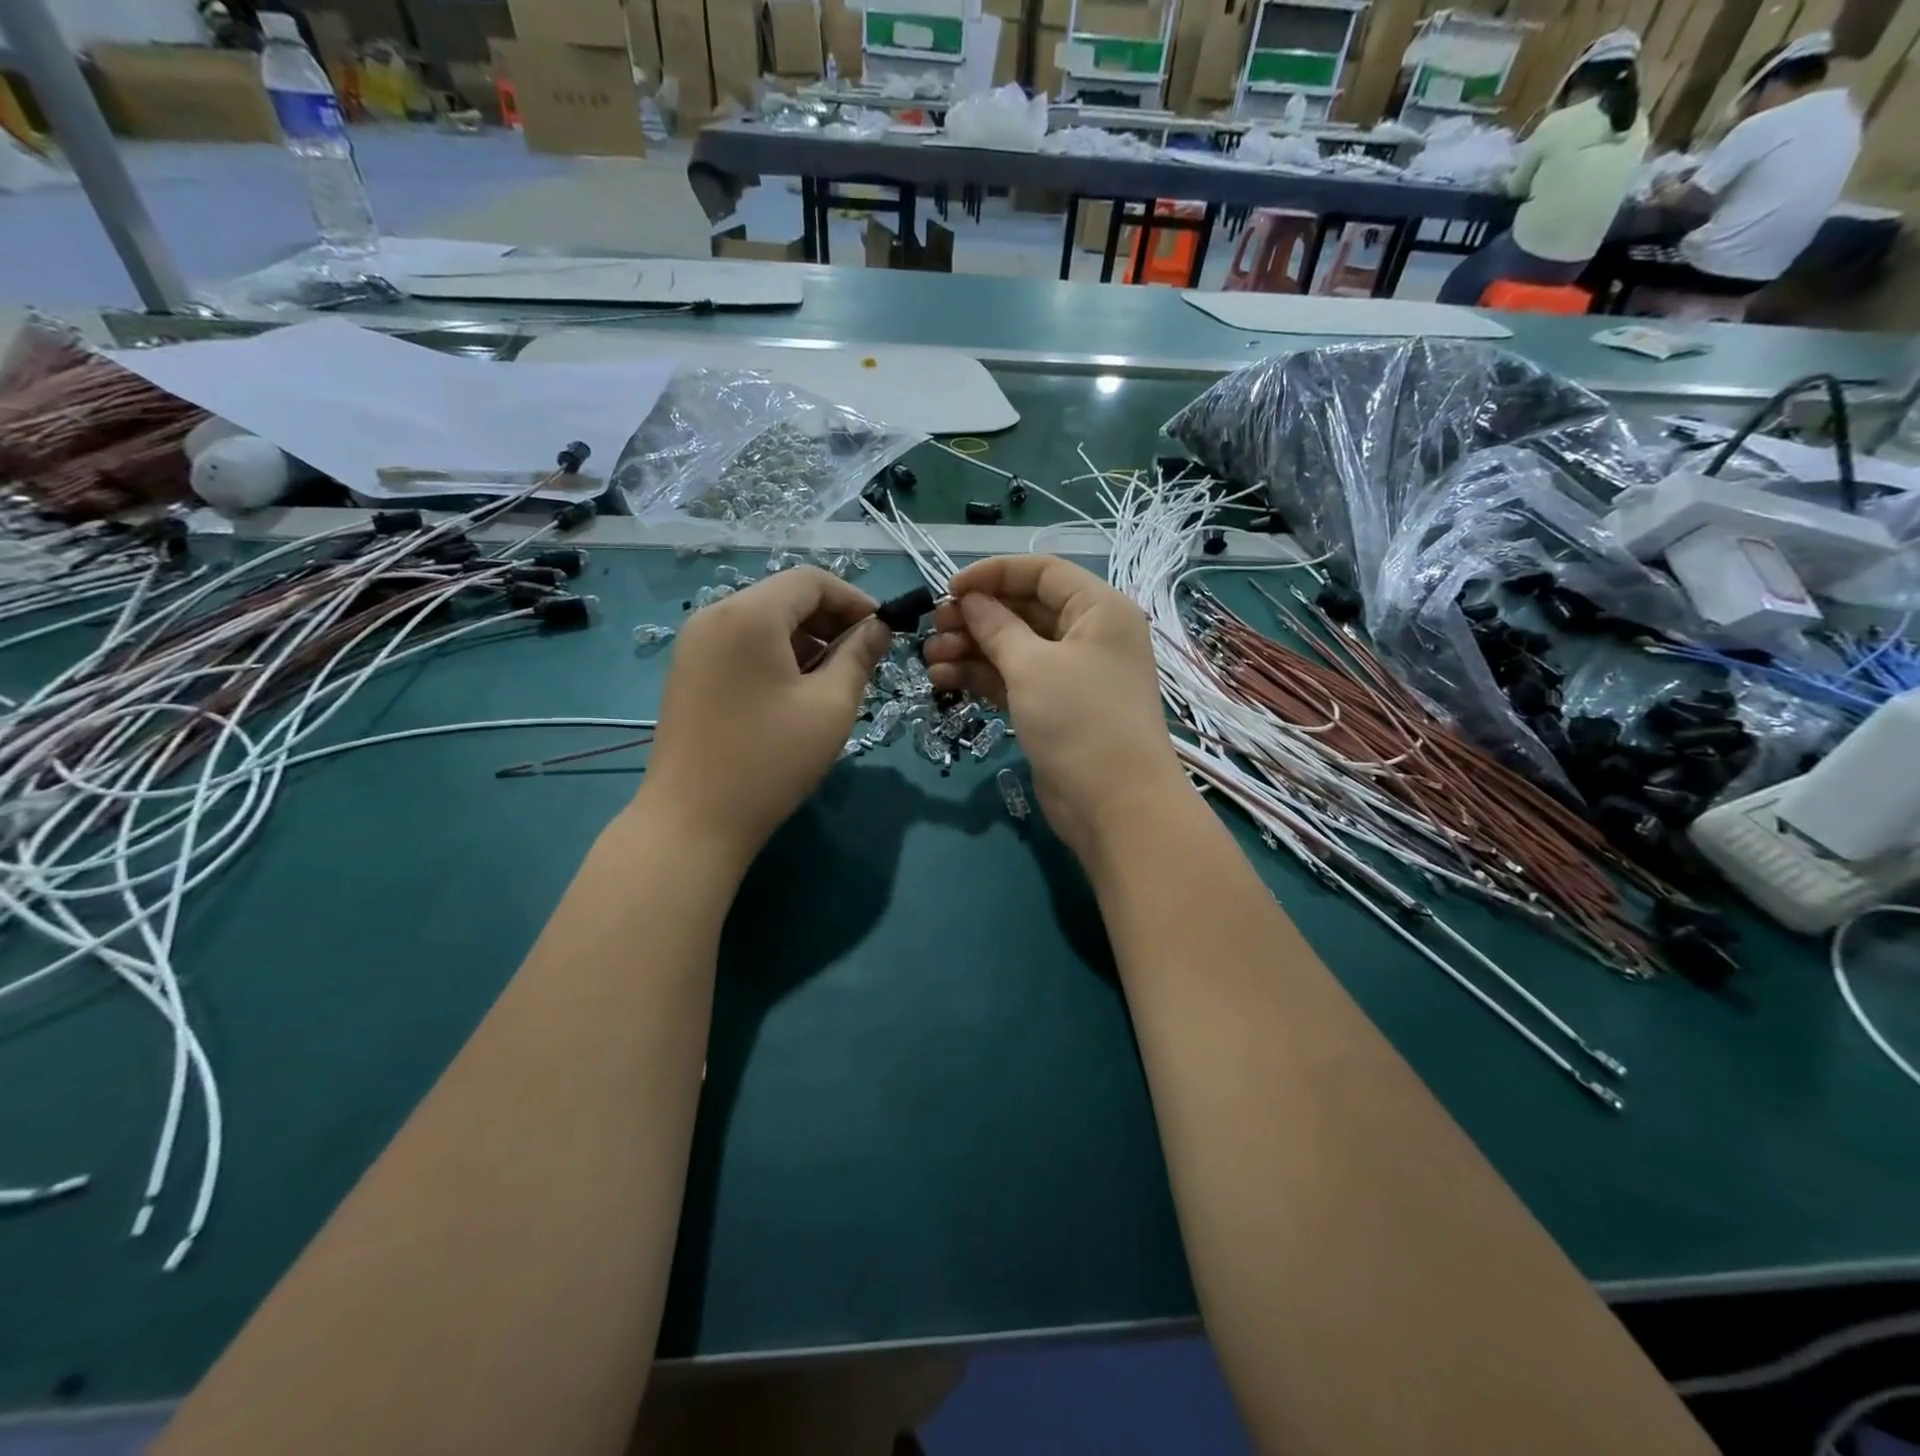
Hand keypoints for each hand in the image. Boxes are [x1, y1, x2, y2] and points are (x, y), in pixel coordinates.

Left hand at [639, 567, 891, 874]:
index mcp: (749, 614)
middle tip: (864, 659)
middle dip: (830, 621)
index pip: (811, 580)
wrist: (692, 821)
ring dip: (805, 640)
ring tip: (834, 680)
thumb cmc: (770, 760)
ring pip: (763, 622)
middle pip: (784, 597)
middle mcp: (714, 616)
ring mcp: (694, 645)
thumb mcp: (830, 706)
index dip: (854, 599)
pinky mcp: (687, 673)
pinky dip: (775, 655)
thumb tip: (878, 629)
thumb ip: (859, 657)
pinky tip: (795, 693)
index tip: (883, 632)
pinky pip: (741, 645)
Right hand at [923, 555, 1187, 862]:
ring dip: (971, 649)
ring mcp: (1071, 674)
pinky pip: (1013, 679)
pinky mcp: (1054, 707)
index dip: (993, 574)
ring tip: (930, 660)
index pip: (1042, 572)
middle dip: (976, 616)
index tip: (949, 588)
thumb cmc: (1080, 721)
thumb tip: (971, 600)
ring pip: (1014, 647)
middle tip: (934, 627)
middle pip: (1024, 609)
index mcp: (1098, 609)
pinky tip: (943, 680)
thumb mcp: (1033, 666)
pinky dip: (981, 677)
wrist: (1114, 805)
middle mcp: (1088, 634)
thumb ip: (997, 627)